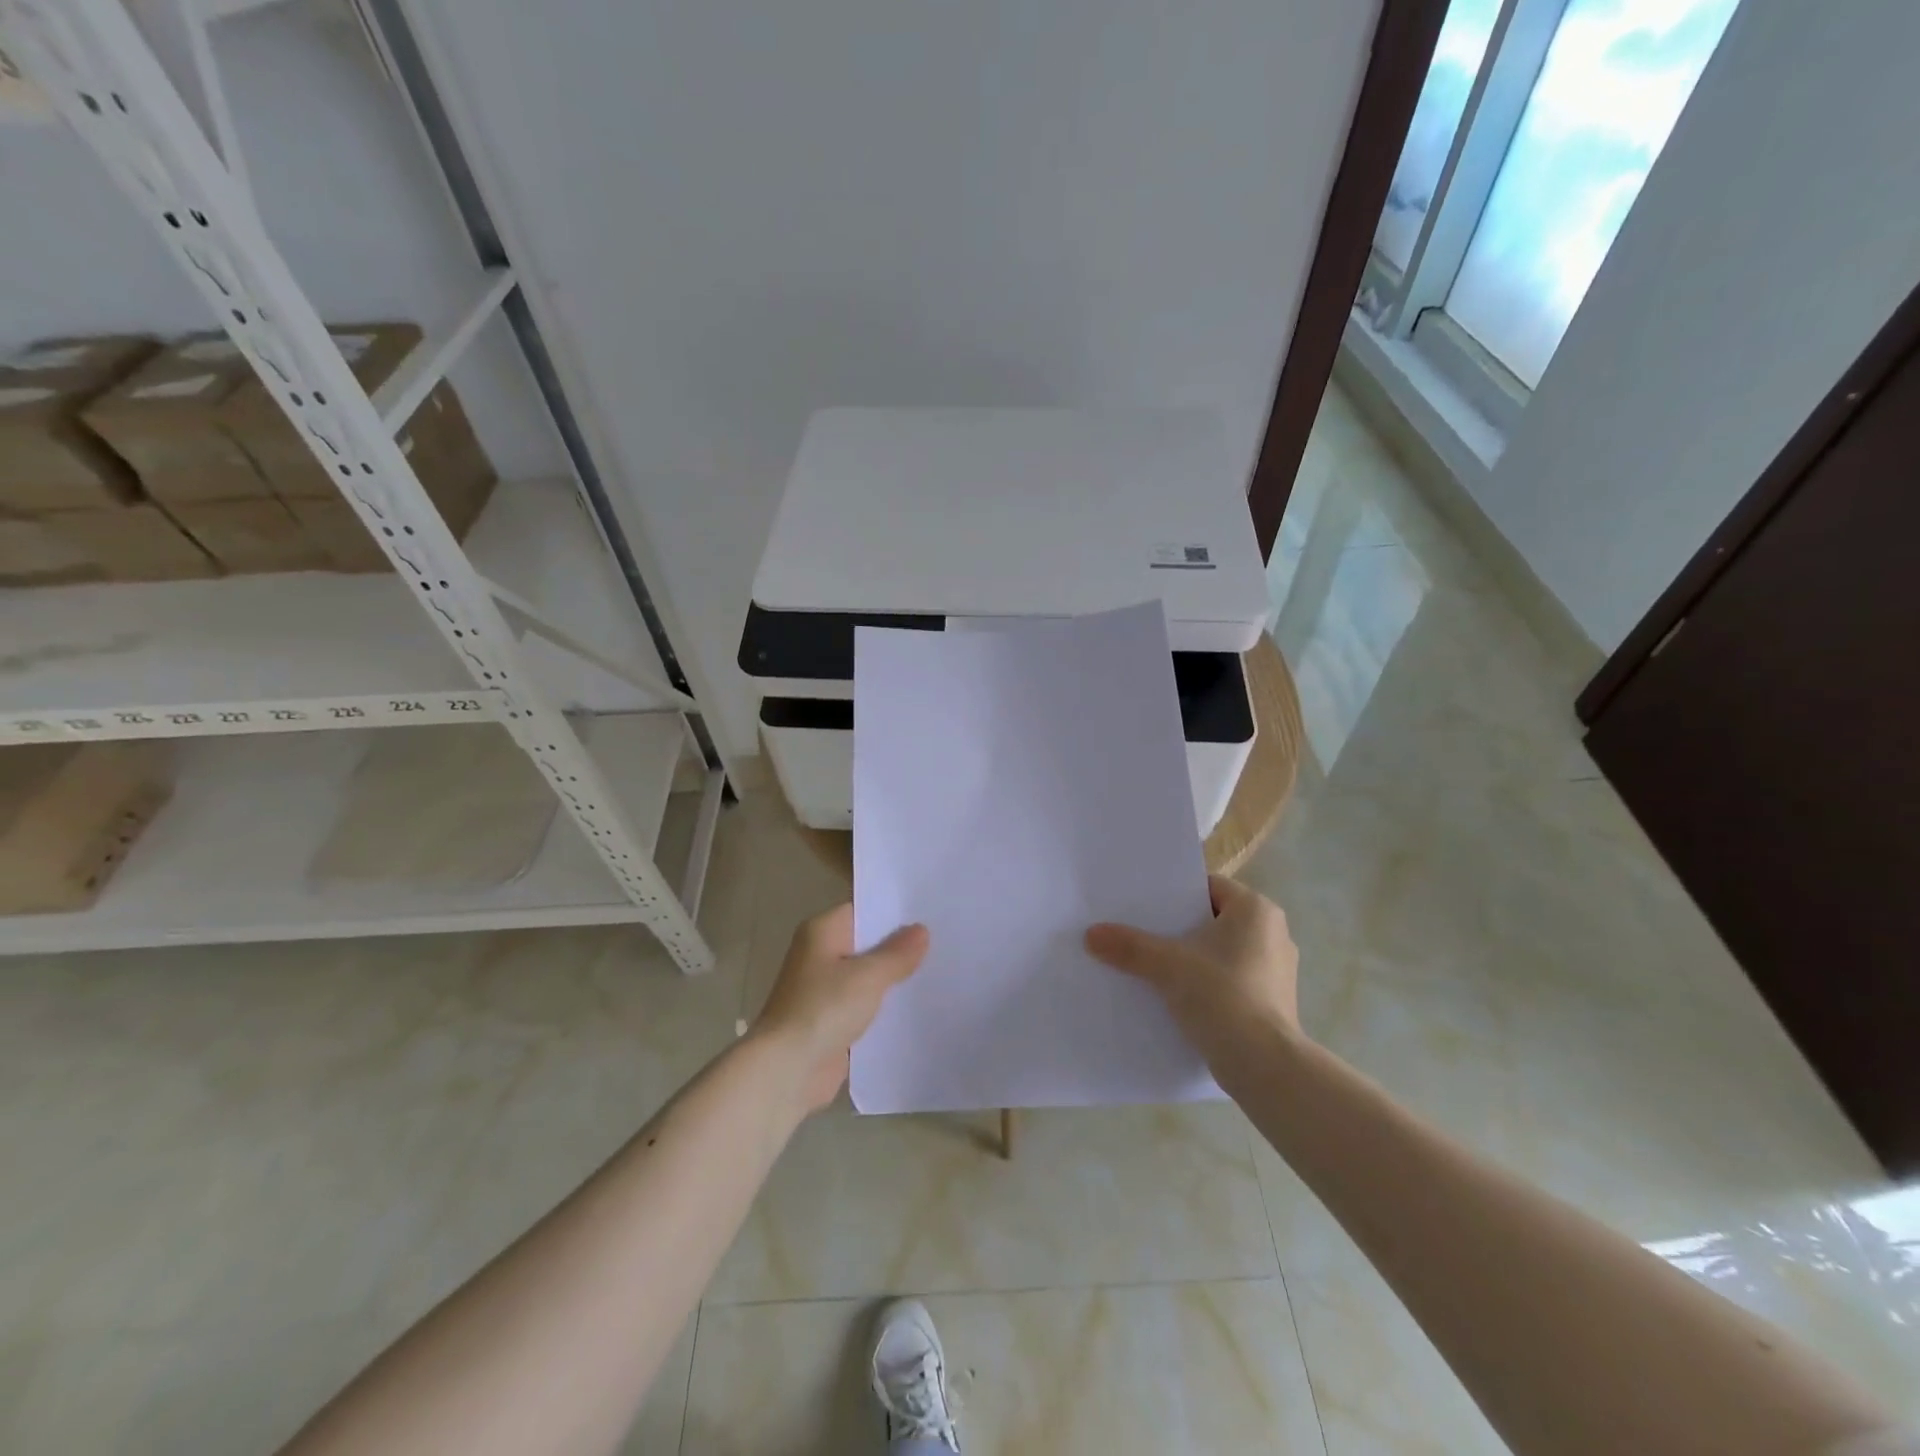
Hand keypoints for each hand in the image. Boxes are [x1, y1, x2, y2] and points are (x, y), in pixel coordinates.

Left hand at [753, 905, 928, 1112]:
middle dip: (899, 948)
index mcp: (822, 932)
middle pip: (866, 944)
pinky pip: (864, 1007)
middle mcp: (820, 955)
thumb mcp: (868, 976)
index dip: (895, 912)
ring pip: (867, 977)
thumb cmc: (823, 1009)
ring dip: (892, 980)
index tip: (930, 914)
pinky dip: (883, 1008)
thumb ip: (897, 953)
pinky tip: (915, 1008)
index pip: (863, 910)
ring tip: (937, 973)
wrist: (786, 1071)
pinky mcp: (831, 1022)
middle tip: (942, 942)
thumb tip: (921, 930)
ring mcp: (824, 990)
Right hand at [1084, 875, 1300, 1059]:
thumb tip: (1091, 934)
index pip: (1208, 887)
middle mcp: (1273, 933)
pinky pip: (1230, 980)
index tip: (1143, 905)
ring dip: (1191, 959)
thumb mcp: (1167, 965)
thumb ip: (1129, 946)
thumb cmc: (1223, 996)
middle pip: (1212, 920)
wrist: (1265, 1066)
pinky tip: (1176, 997)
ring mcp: (1276, 970)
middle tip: (1140, 932)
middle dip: (1178, 928)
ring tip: (1152, 966)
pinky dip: (1206, 984)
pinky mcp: (1272, 1003)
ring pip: (1221, 953)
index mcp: (1255, 910)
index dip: (1174, 894)